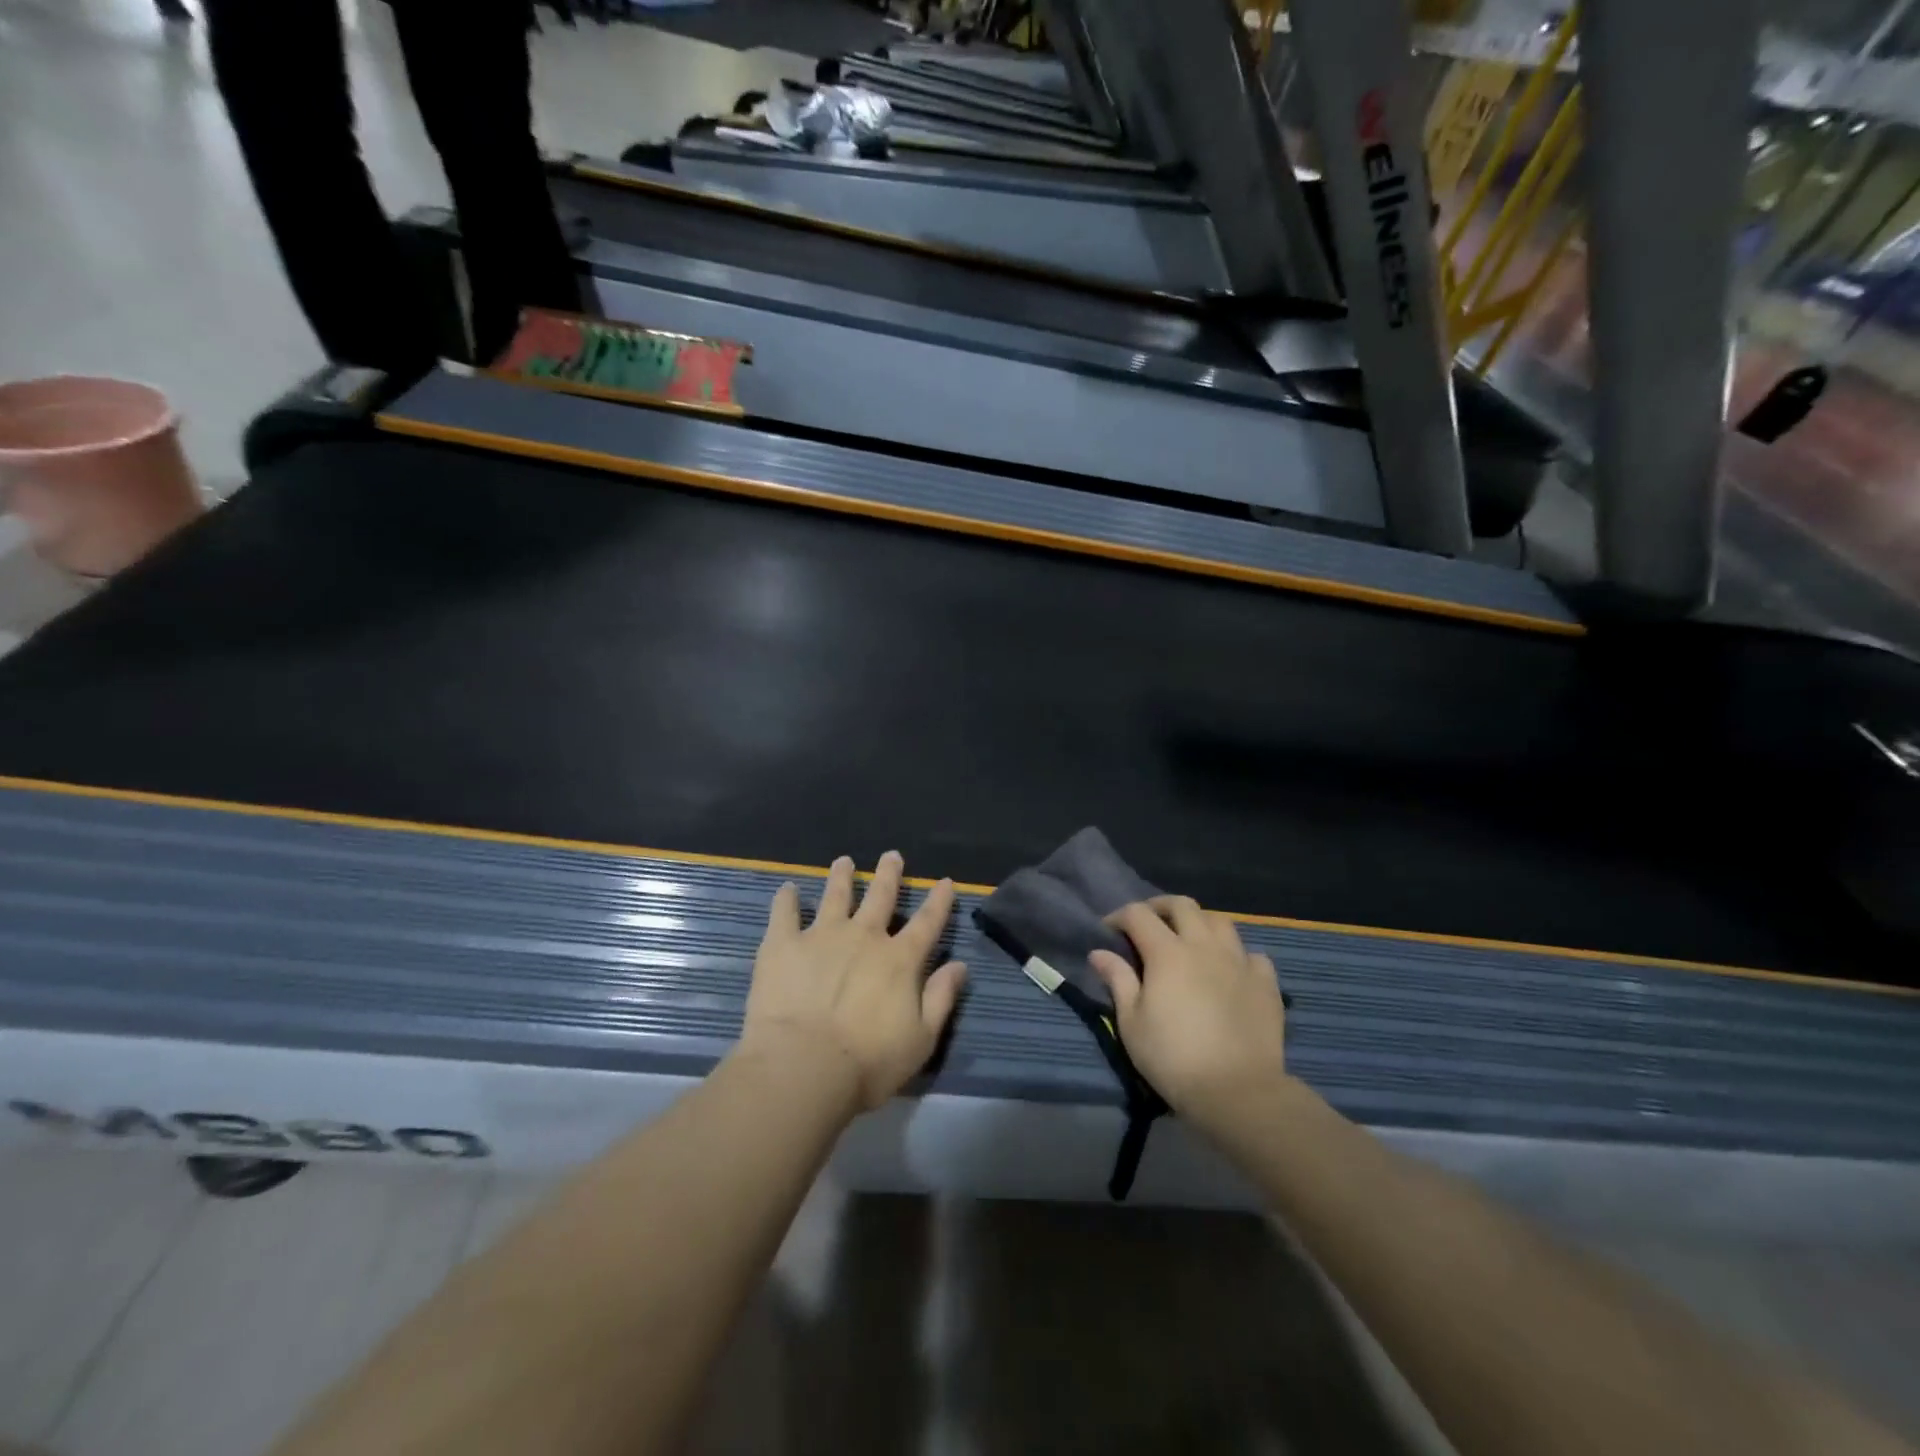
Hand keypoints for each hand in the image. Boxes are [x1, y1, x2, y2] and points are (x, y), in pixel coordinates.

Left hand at [739, 851, 967, 1114]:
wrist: (803, 1066)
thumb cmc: (867, 1062)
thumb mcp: (921, 1039)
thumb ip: (941, 999)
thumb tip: (960, 965)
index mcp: (899, 960)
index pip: (926, 922)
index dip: (939, 901)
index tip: (946, 881)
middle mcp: (864, 937)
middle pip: (880, 897)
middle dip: (889, 875)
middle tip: (891, 855)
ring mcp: (821, 936)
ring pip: (835, 896)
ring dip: (842, 877)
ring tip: (844, 861)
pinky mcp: (783, 944)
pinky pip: (784, 914)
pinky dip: (786, 900)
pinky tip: (787, 889)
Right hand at [1088, 897, 1288, 1130]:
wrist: (1237, 1091)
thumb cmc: (1173, 1058)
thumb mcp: (1132, 1023)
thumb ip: (1118, 981)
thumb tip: (1099, 952)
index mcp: (1167, 952)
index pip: (1138, 914)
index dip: (1119, 916)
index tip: (1109, 931)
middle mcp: (1204, 946)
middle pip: (1182, 905)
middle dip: (1160, 907)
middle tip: (1149, 924)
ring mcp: (1239, 961)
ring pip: (1220, 921)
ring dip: (1200, 923)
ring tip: (1191, 941)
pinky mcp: (1266, 983)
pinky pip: (1253, 955)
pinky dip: (1238, 955)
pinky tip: (1231, 971)